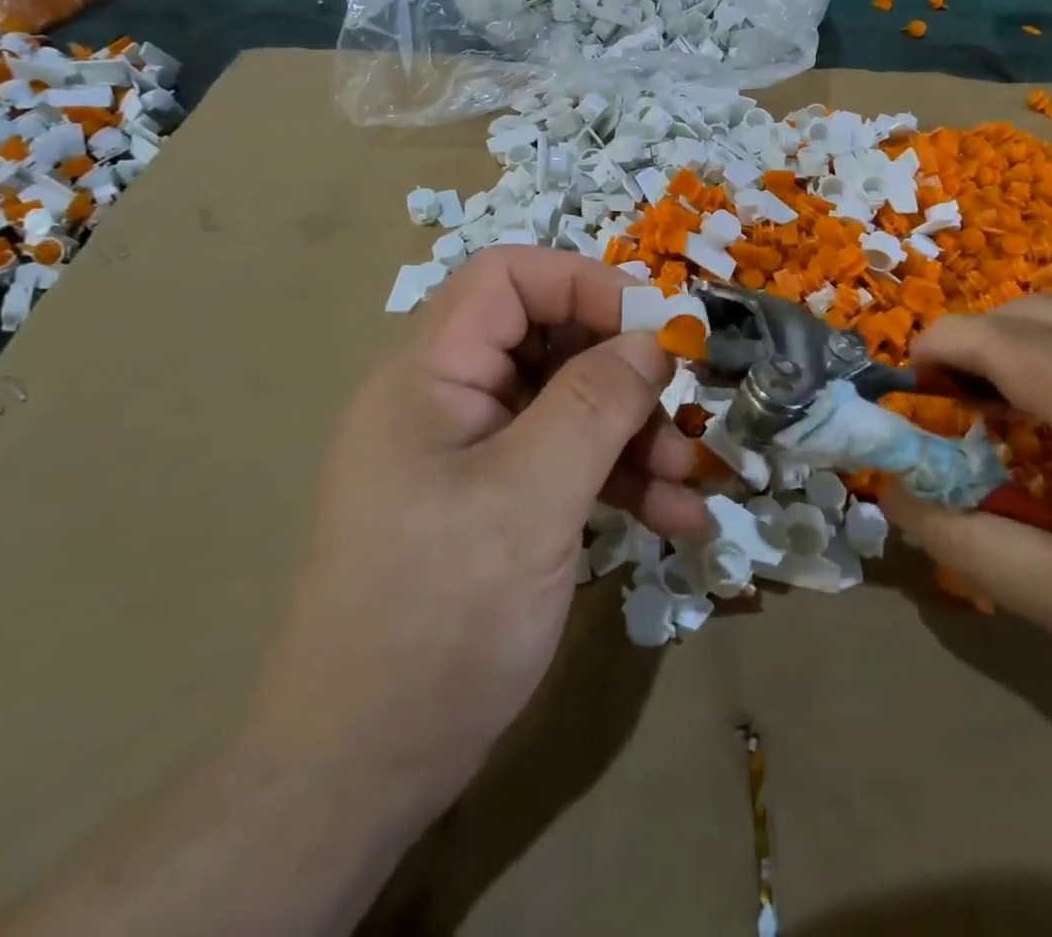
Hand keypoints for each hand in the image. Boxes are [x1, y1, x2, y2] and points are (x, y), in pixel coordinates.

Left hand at [253, 247, 705, 819]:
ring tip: (689, 479)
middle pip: (549, 343)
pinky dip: (620, 483)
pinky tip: (676, 520)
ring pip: (569, 408)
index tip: (657, 325)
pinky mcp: (497, 506)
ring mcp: (474, 457)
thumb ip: (595, 405)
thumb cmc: (437, 615)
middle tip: (682, 404)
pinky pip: (567, 466)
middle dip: (624, 372)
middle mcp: (451, 402)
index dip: (584, 284)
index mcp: (432, 375)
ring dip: (634, 435)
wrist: (362, 770)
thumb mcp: (529, 497)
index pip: (507, 280)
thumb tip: (653, 340)